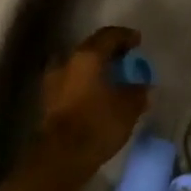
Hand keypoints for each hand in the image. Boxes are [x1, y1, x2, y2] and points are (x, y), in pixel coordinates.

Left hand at [36, 26, 150, 173]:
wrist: (61, 155)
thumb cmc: (98, 123)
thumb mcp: (128, 107)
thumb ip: (138, 92)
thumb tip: (142, 86)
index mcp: (87, 56)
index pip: (108, 36)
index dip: (125, 36)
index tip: (138, 41)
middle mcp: (67, 61)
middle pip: (90, 48)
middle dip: (109, 51)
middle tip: (125, 58)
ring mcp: (53, 80)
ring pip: (78, 65)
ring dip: (95, 68)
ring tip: (111, 78)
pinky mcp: (48, 100)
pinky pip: (71, 82)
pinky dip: (85, 83)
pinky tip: (97, 94)